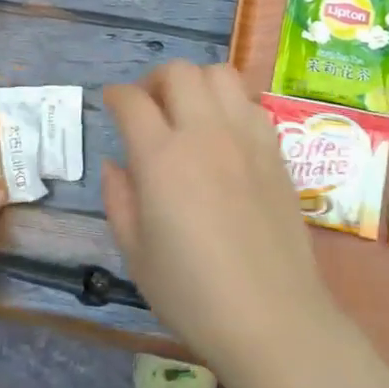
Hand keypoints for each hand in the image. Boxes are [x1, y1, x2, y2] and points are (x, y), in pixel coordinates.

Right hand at [102, 62, 339, 382]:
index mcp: (162, 158)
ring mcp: (247, 137)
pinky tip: (224, 134)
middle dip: (155, 80)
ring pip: (220, 75)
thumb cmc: (192, 294)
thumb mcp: (136, 254)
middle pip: (179, 71)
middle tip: (148, 106)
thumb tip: (116, 164)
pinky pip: (250, 103)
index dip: (116, 96)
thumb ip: (119, 199)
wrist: (271, 316)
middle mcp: (205, 134)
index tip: (111, 104)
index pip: (133, 102)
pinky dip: (230, 104)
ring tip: (188, 112)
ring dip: (196, 83)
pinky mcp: (276, 150)